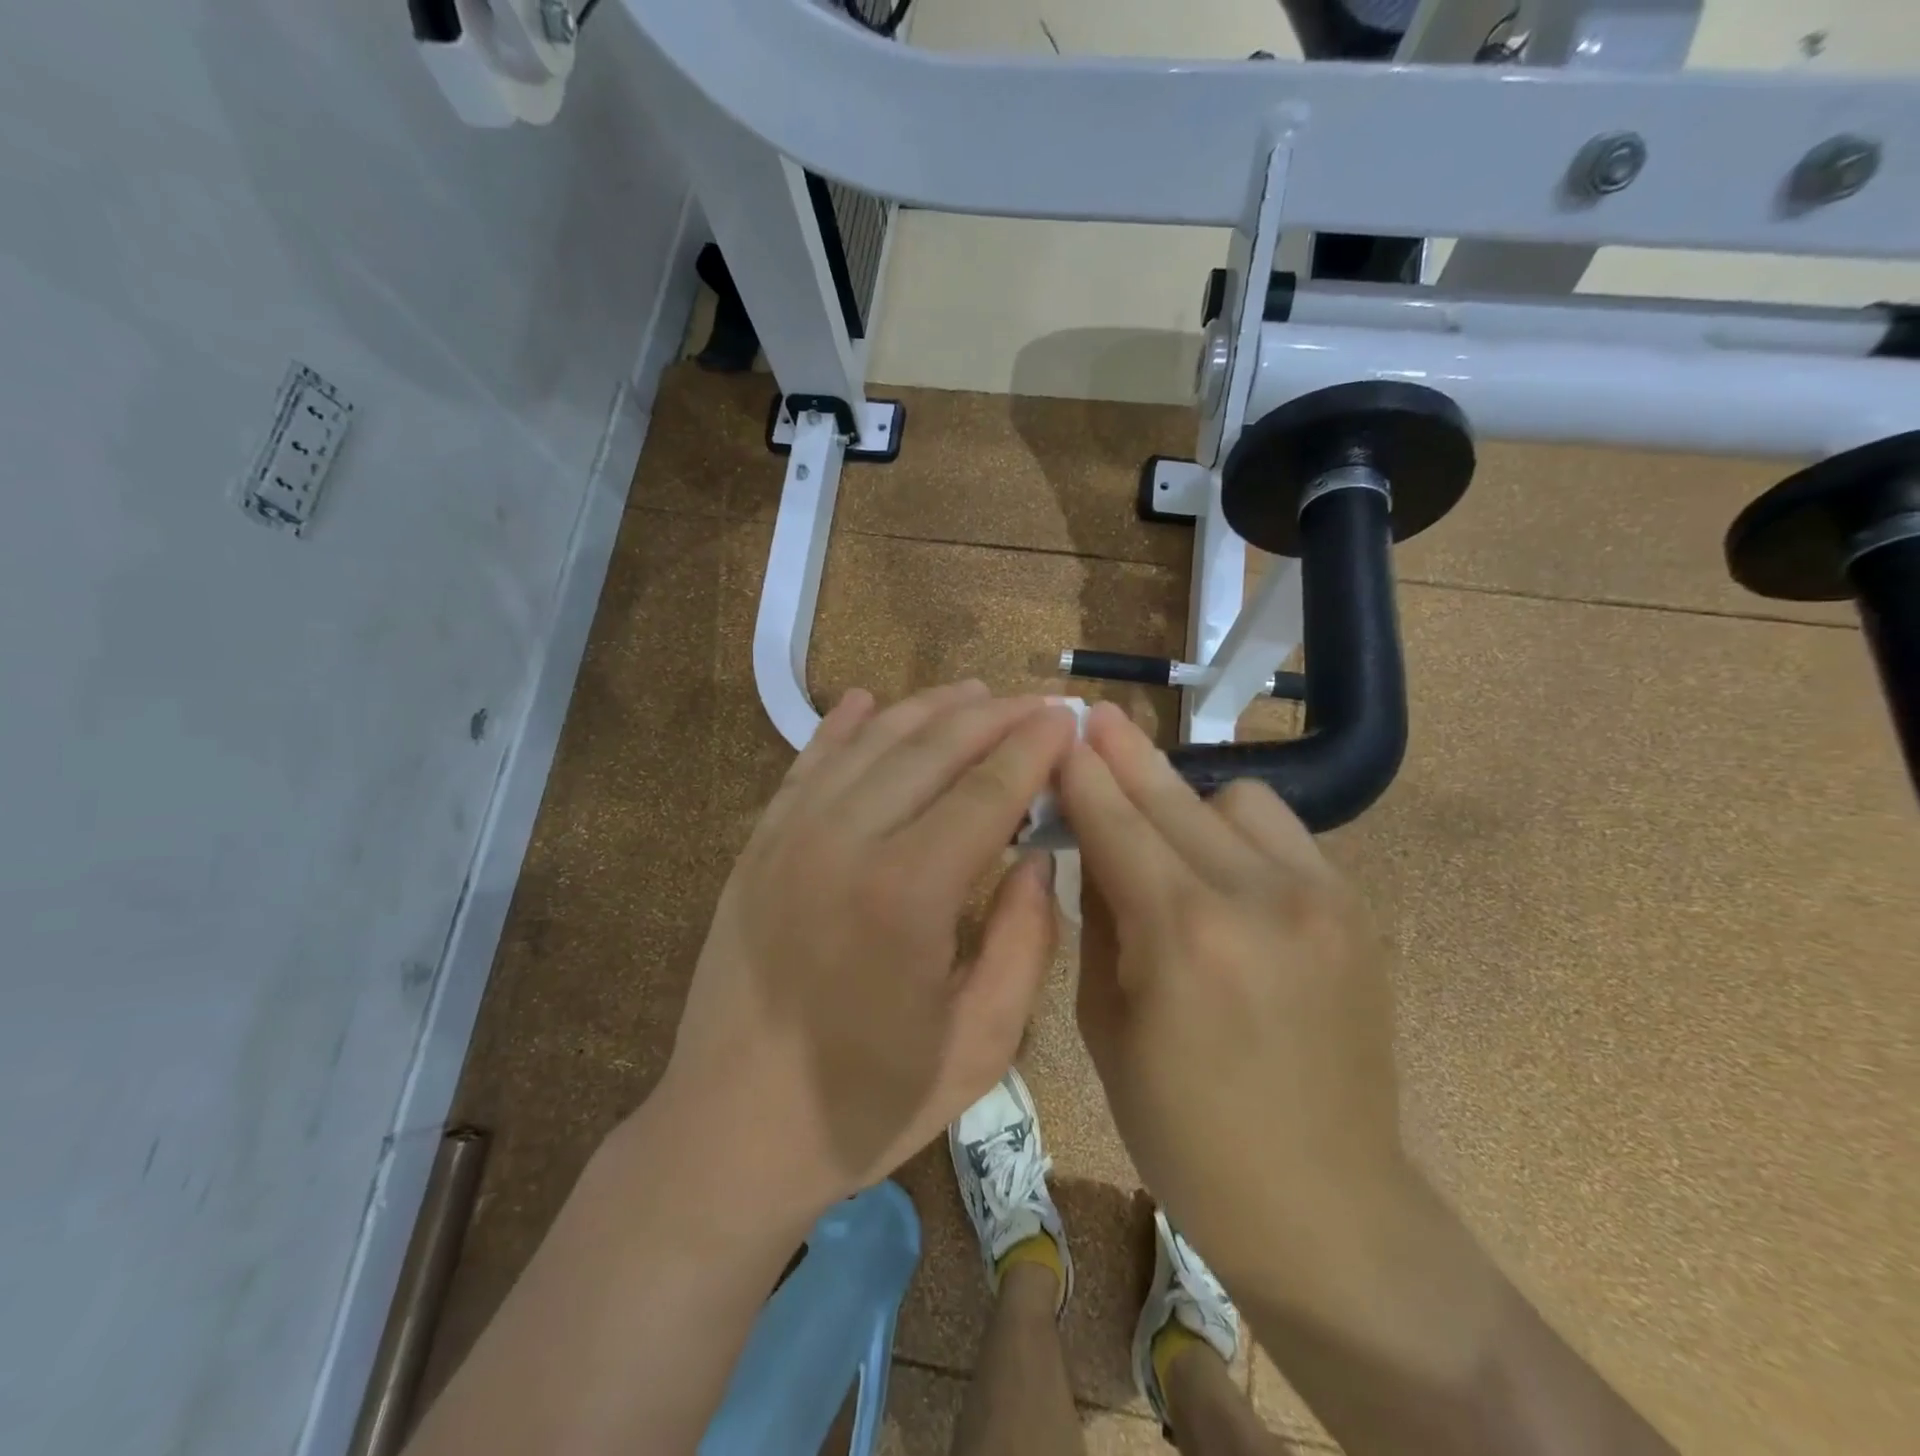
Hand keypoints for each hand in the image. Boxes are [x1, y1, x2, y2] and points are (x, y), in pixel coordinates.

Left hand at [655, 681, 1078, 1227]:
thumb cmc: (866, 1104)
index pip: (986, 789)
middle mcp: (845, 842)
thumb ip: (1023, 942)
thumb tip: (1039, 857)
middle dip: (993, 716)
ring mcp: (790, 836)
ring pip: (870, 742)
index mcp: (907, 893)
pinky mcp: (757, 846)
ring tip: (973, 692)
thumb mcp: (977, 1046)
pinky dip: (841, 726)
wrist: (730, 1133)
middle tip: (1036, 703)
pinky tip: (866, 700)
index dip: (1033, 747)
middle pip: (931, 748)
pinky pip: (806, 765)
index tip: (1067, 720)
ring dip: (927, 709)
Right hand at [1059, 703, 1410, 1304]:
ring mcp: (1319, 899)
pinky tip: (1221, 869)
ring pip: (1237, 800)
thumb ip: (1099, 922)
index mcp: (1181, 938)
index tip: (1057, 730)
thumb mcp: (1105, 1029)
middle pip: (1174, 797)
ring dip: (1188, 803)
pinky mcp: (1353, 911)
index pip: (1115, 825)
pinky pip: (1282, 835)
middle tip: (1092, 716)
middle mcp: (1256, 899)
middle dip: (1124, 754)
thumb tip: (1094, 851)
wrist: (1326, 1205)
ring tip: (1164, 834)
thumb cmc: (1185, 1134)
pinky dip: (1237, 834)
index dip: (1081, 774)